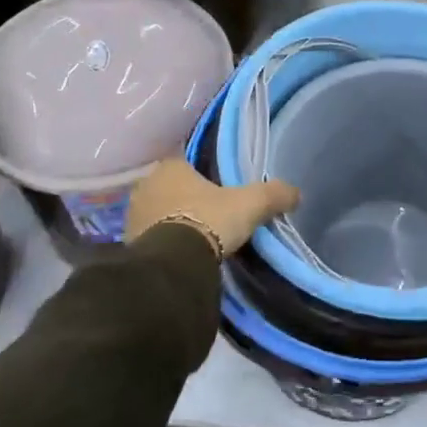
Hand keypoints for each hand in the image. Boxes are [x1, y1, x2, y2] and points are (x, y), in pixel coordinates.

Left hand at [124, 159, 299, 257]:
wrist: (174, 265)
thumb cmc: (209, 220)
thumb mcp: (250, 205)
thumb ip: (273, 194)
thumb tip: (297, 192)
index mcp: (170, 166)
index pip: (185, 161)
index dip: (201, 172)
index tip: (215, 186)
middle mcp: (146, 185)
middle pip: (170, 186)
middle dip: (185, 197)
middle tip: (208, 211)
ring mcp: (133, 216)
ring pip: (157, 211)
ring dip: (171, 220)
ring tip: (195, 235)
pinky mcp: (129, 245)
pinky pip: (151, 237)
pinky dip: (163, 242)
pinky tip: (180, 253)